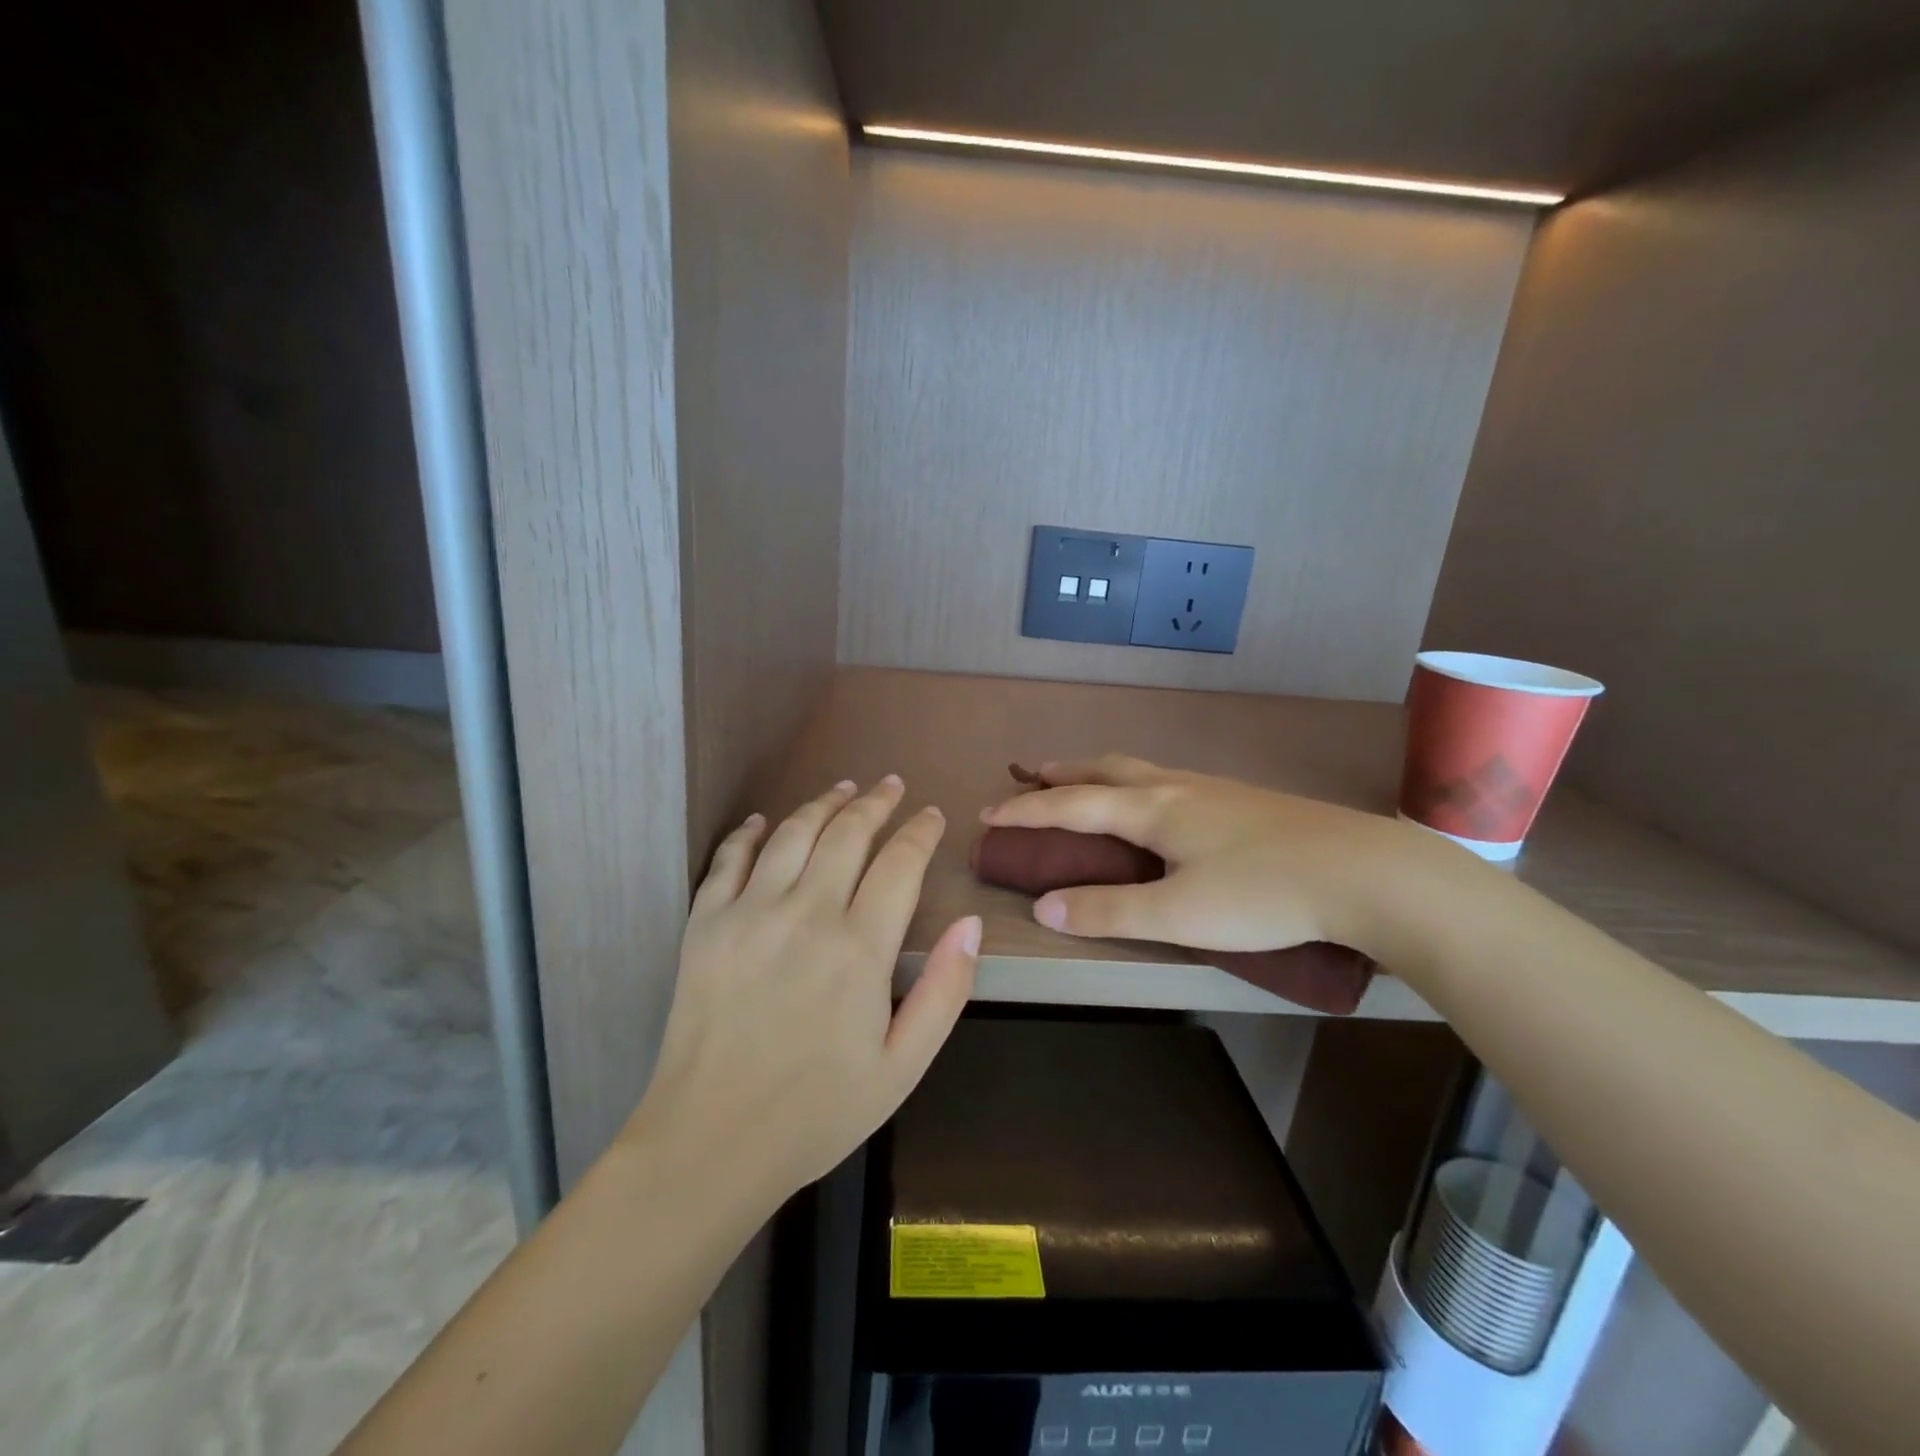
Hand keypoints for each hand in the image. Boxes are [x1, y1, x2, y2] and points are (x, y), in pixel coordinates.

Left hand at [625, 776, 978, 1203]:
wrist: (711, 1143)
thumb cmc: (818, 1111)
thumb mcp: (904, 1066)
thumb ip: (946, 990)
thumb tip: (970, 923)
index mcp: (859, 949)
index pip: (899, 863)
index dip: (920, 832)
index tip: (932, 815)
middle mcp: (805, 914)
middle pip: (847, 834)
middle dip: (876, 803)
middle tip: (891, 786)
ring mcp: (749, 914)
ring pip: (793, 833)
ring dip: (823, 804)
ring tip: (843, 789)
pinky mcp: (704, 924)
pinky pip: (729, 859)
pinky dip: (751, 832)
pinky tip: (766, 820)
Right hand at [980, 755, 1444, 961]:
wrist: (1364, 872)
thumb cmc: (1264, 893)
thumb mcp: (1179, 914)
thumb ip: (1109, 912)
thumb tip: (1043, 906)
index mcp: (1152, 809)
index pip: (1071, 805)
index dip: (1025, 810)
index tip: (987, 813)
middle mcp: (1175, 787)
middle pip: (1103, 770)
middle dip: (1059, 774)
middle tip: (1028, 776)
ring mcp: (1211, 789)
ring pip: (1137, 769)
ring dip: (1096, 773)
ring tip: (1080, 781)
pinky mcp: (1240, 800)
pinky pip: (1165, 779)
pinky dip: (1132, 782)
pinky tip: (1154, 802)